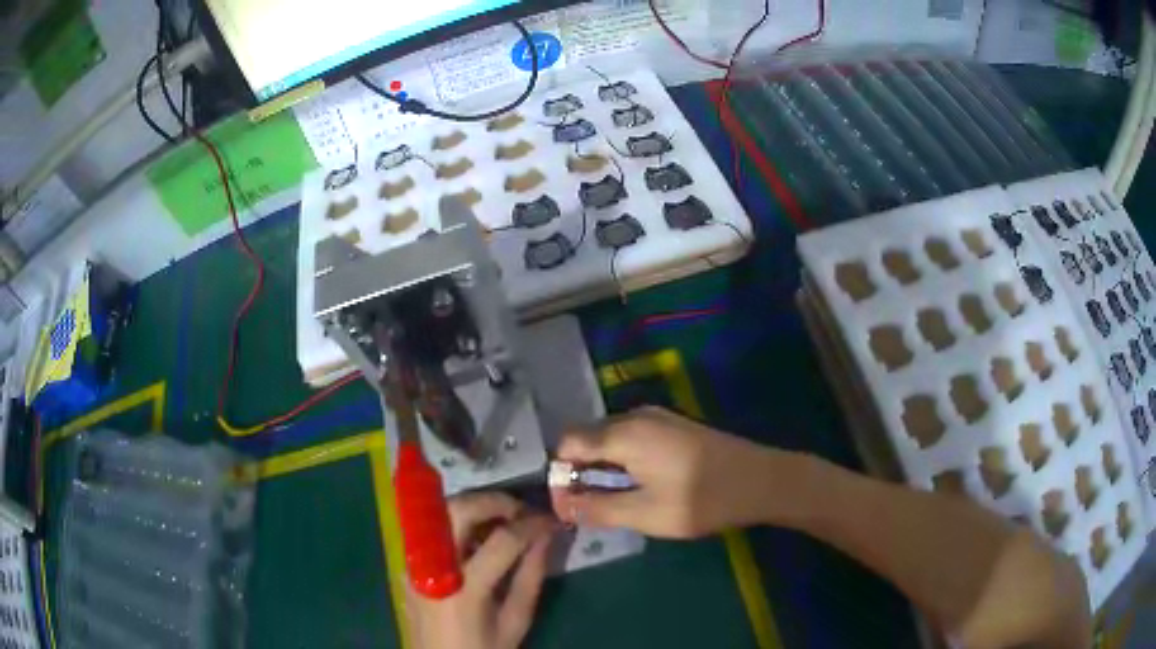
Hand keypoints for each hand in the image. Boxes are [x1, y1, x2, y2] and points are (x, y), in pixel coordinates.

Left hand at [407, 492, 553, 648]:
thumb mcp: (515, 621)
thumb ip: (530, 576)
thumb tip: (546, 536)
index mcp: (464, 589)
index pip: (502, 540)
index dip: (531, 525)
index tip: (550, 520)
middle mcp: (433, 568)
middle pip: (458, 510)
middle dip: (494, 502)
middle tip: (521, 511)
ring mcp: (415, 563)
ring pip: (439, 512)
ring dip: (472, 508)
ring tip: (500, 522)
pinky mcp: (409, 564)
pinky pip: (432, 528)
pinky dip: (455, 522)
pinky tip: (475, 538)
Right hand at [550, 406, 775, 537]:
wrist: (762, 480)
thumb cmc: (702, 499)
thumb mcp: (646, 513)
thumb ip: (598, 508)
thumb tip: (563, 505)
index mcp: (625, 433)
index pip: (568, 443)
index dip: (560, 474)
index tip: (568, 506)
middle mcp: (636, 416)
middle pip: (588, 437)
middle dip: (579, 471)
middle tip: (588, 508)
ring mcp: (658, 418)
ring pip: (611, 438)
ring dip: (602, 468)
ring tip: (612, 501)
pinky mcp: (674, 426)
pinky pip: (632, 438)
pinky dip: (623, 461)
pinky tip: (639, 485)